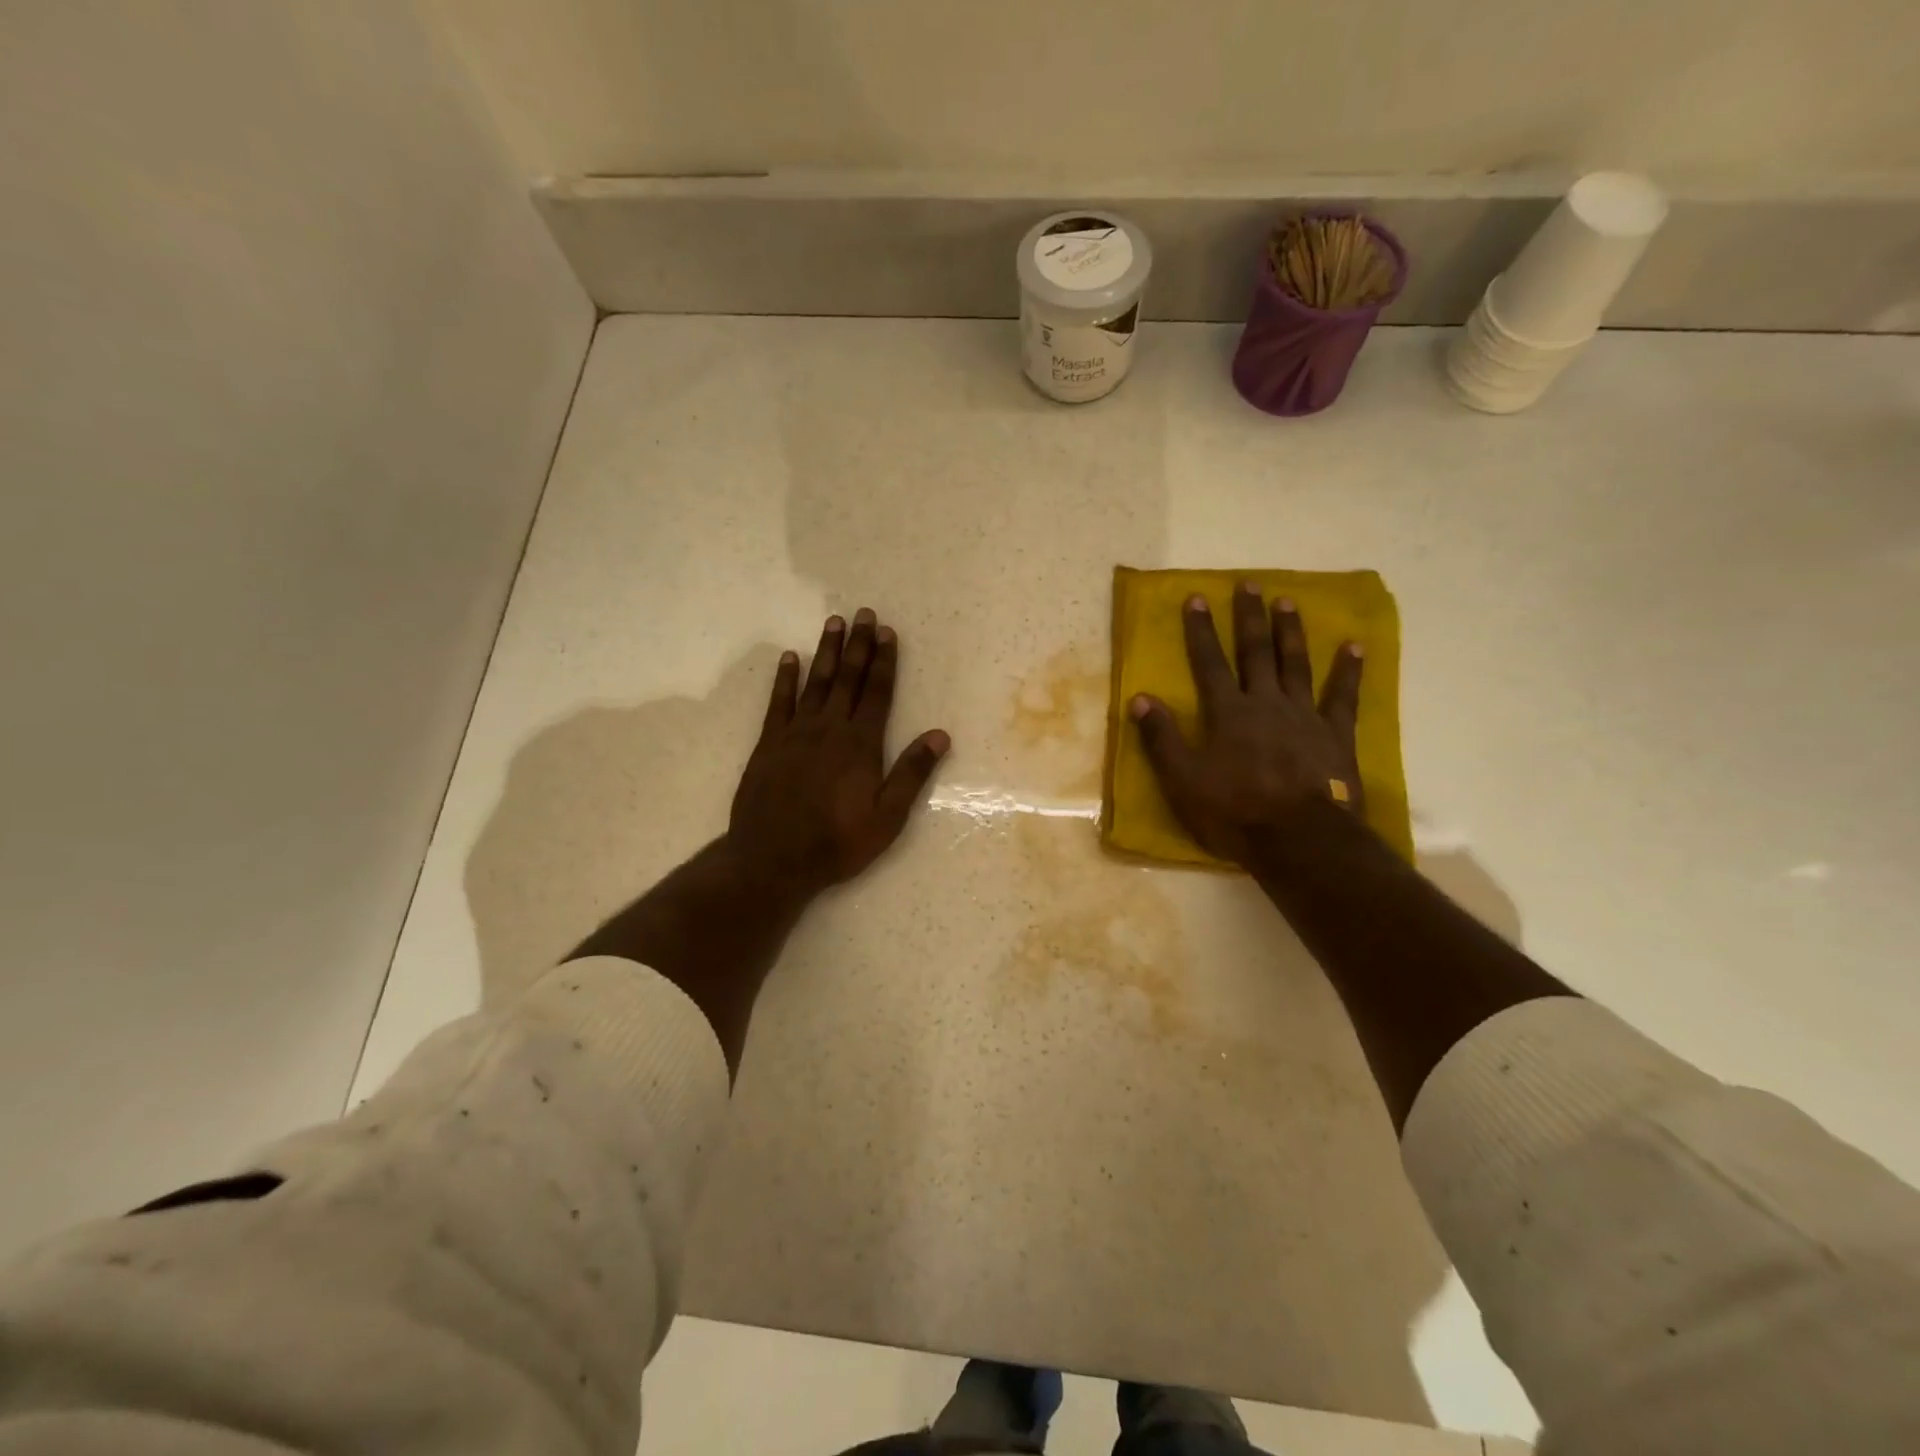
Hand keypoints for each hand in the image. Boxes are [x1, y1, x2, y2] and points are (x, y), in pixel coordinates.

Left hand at [728, 609, 950, 899]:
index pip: (877, 693)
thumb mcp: (887, 817)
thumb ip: (912, 773)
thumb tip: (940, 735)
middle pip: (847, 679)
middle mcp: (829, 729)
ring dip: (825, 652)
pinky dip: (785, 679)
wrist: (773, 859)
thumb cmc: (837, 842)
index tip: (887, 632)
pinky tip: (789, 658)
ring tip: (833, 623)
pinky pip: (778, 703)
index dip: (884, 661)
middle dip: (857, 645)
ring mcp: (795, 734)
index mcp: (861, 744)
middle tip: (863, 613)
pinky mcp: (768, 744)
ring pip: (815, 683)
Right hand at [1130, 583, 1363, 866]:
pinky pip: (1343, 695)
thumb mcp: (1183, 780)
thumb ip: (1161, 738)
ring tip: (1288, 601)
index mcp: (1228, 713)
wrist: (1300, 839)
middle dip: (1249, 617)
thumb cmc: (1235, 812)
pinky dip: (1348, 670)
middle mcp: (1266, 703)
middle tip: (1249, 584)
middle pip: (1256, 652)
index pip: (1209, 663)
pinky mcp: (1335, 735)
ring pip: (1296, 664)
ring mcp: (1305, 716)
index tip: (1197, 598)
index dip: (1201, 631)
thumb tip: (1139, 698)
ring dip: (1290, 631)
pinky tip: (1354, 646)